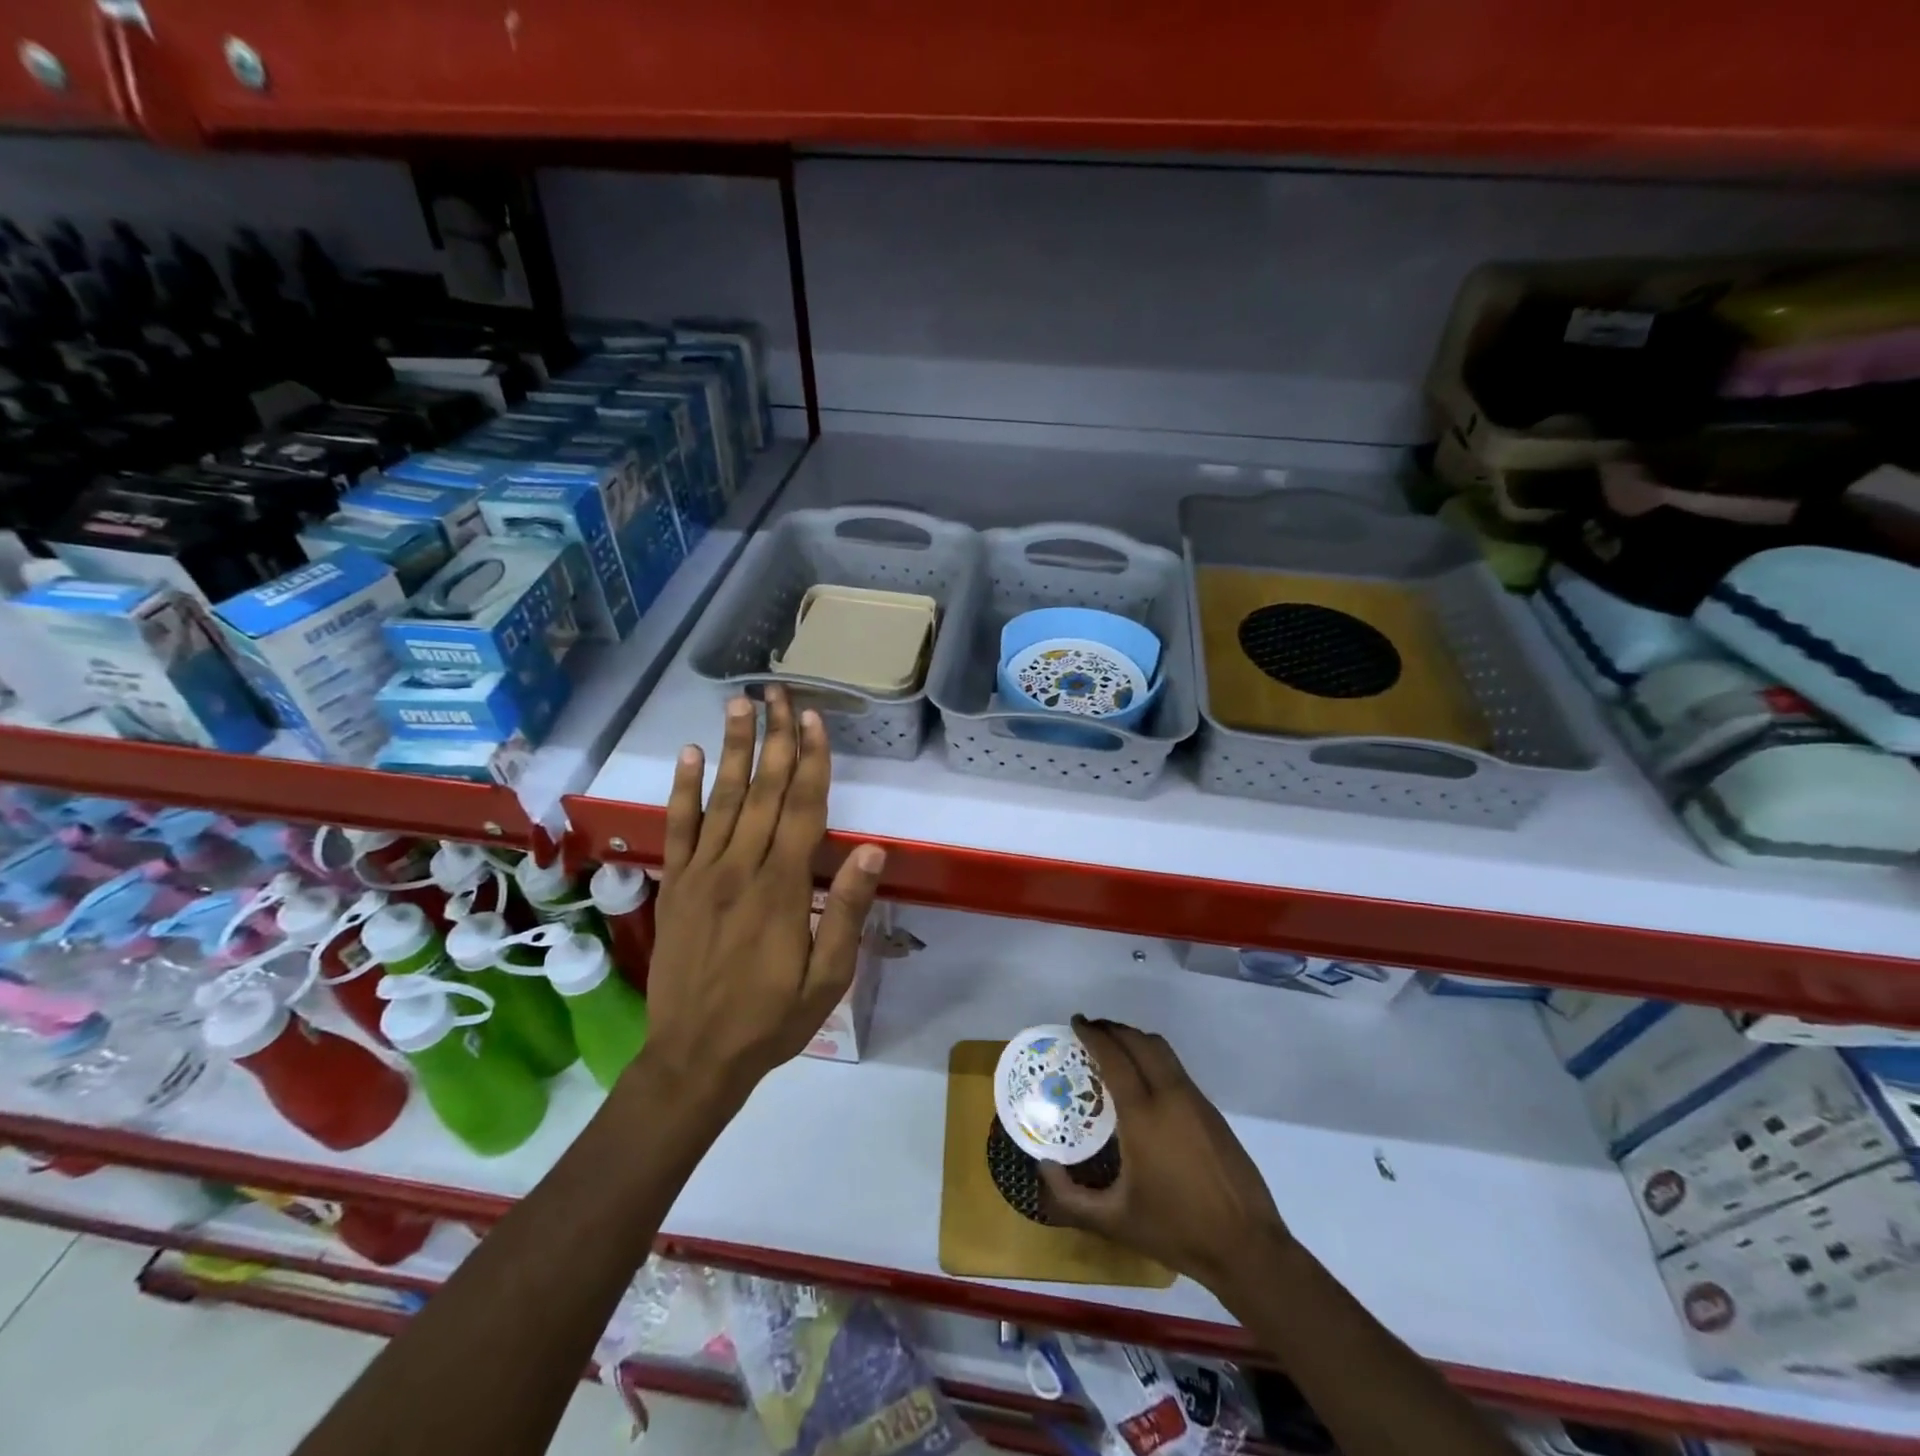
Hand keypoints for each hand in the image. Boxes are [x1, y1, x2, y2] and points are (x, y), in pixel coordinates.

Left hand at [639, 688, 885, 1109]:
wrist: (695, 1057)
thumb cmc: (772, 1019)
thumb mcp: (827, 978)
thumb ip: (846, 912)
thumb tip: (870, 851)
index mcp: (782, 888)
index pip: (802, 808)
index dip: (811, 760)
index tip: (814, 719)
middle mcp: (740, 867)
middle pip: (762, 790)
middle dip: (775, 737)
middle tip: (779, 691)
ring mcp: (702, 873)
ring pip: (722, 798)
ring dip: (732, 747)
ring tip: (740, 704)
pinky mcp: (676, 885)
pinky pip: (678, 827)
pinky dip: (683, 789)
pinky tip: (689, 755)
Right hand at [1041, 1015, 1289, 1290]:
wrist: (1246, 1247)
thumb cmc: (1176, 1230)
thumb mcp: (1114, 1222)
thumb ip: (1071, 1198)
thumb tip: (1044, 1167)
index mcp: (1143, 1115)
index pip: (1114, 1057)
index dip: (1093, 1035)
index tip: (1076, 1022)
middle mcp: (1170, 1096)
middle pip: (1139, 1042)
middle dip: (1113, 1029)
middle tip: (1090, 1030)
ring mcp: (1195, 1100)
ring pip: (1161, 1050)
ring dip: (1135, 1039)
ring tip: (1114, 1048)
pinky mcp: (1212, 1111)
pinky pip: (1176, 1068)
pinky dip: (1154, 1058)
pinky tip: (1144, 1079)